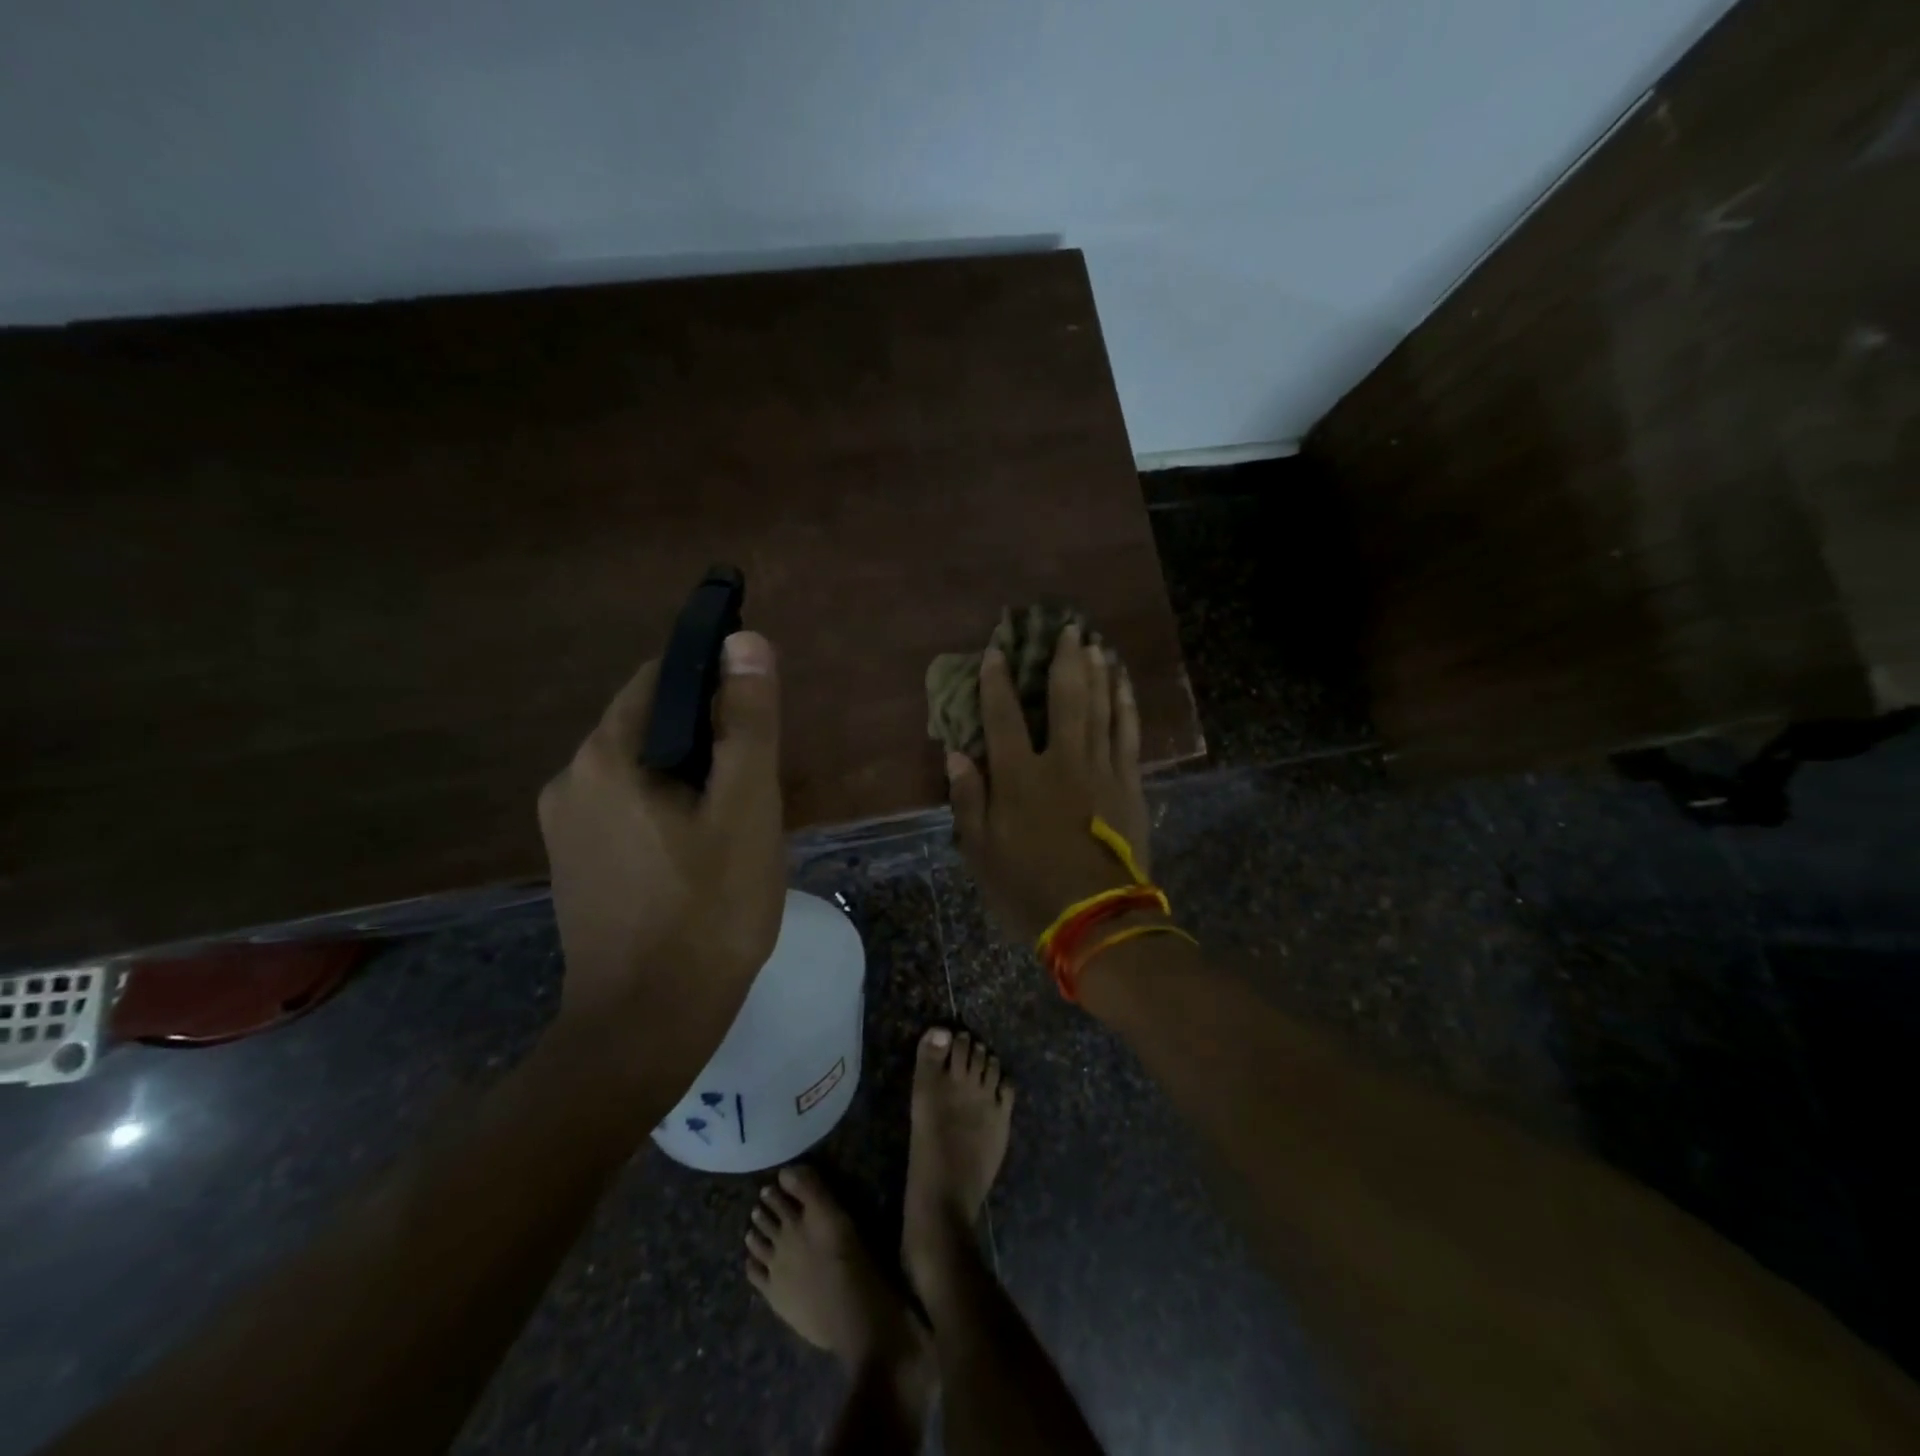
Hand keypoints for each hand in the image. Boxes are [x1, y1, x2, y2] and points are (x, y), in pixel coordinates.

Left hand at [538, 631, 784, 1032]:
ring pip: (641, 770)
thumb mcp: (746, 808)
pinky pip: (627, 809)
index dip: (715, 682)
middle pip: (649, 725)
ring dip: (690, 778)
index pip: (660, 678)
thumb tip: (744, 640)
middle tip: (755, 789)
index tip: (758, 719)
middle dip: (707, 740)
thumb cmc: (709, 911)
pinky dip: (667, 810)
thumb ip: (747, 722)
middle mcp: (569, 781)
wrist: (646, 1028)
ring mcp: (564, 828)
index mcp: (604, 757)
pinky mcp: (574, 864)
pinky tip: (700, 855)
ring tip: (735, 826)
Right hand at [947, 624, 1152, 943]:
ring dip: (1099, 673)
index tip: (997, 651)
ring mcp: (1102, 770)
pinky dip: (1127, 706)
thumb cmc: (1029, 889)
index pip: (1003, 717)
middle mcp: (1062, 761)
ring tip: (1096, 645)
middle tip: (1067, 628)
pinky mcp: (1130, 785)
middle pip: (1065, 698)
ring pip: (1102, 708)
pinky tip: (1125, 687)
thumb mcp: (981, 854)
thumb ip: (969, 800)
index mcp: (1020, 778)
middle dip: (1063, 660)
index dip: (997, 682)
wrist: (1097, 920)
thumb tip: (956, 755)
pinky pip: (1129, 734)